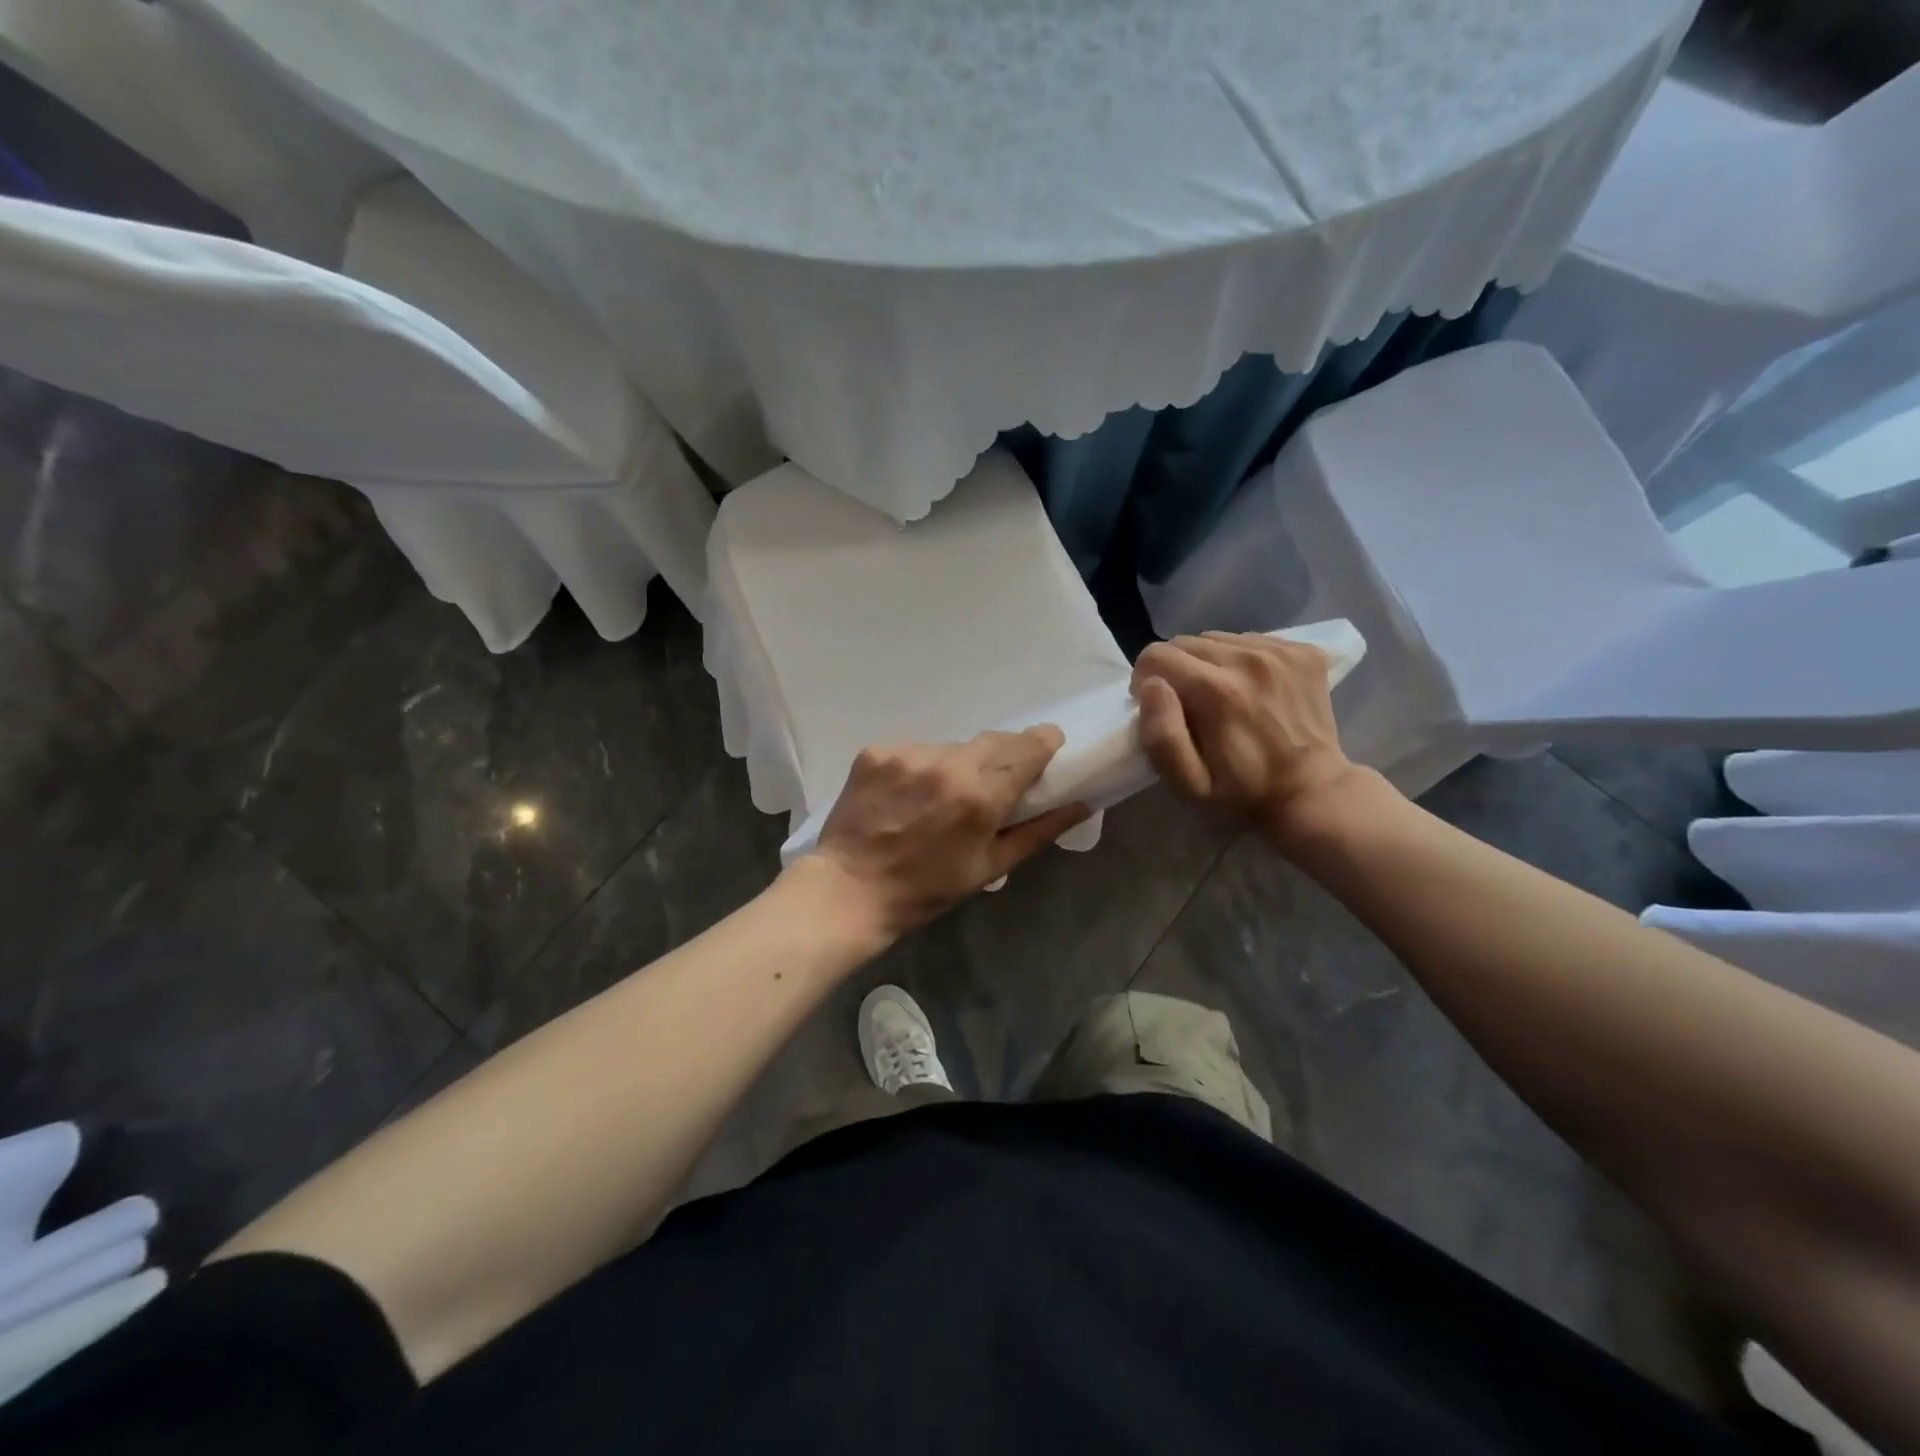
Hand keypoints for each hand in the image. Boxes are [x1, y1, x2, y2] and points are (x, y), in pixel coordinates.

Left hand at [804, 727, 1090, 942]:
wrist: (850, 890)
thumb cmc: (926, 888)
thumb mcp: (990, 867)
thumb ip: (1038, 831)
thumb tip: (1081, 804)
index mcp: (980, 796)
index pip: (1028, 748)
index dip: (1044, 743)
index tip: (1049, 746)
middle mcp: (947, 764)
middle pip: (993, 740)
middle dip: (1004, 753)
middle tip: (996, 778)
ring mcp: (908, 754)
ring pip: (951, 746)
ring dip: (957, 764)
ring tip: (941, 796)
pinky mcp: (876, 752)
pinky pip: (915, 751)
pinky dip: (920, 767)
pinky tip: (907, 795)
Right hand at [1132, 632, 1359, 839]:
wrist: (1313, 793)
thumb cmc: (1242, 793)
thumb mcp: (1188, 784)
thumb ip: (1162, 736)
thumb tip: (1151, 686)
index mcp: (1216, 690)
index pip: (1156, 655)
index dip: (1147, 681)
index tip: (1162, 708)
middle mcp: (1248, 659)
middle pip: (1185, 642)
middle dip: (1177, 670)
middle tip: (1190, 704)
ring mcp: (1281, 652)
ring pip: (1217, 638)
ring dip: (1209, 663)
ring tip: (1222, 696)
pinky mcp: (1303, 652)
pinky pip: (1250, 640)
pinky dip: (1241, 659)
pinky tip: (1252, 690)